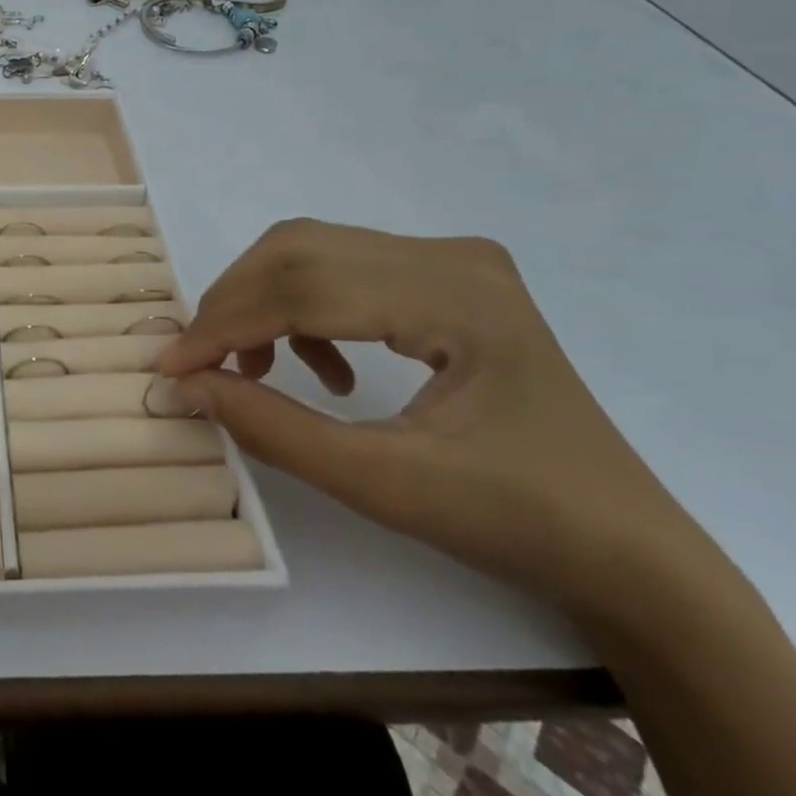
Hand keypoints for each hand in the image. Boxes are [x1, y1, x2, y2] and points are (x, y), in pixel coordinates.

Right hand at [160, 219, 724, 622]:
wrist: (623, 545)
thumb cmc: (517, 521)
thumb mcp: (383, 485)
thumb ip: (275, 429)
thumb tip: (188, 386)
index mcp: (457, 297)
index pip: (307, 286)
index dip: (227, 324)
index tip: (172, 366)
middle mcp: (452, 256)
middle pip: (303, 250)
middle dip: (235, 304)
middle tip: (200, 364)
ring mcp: (452, 261)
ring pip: (314, 252)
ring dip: (263, 304)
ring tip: (256, 372)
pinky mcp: (445, 278)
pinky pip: (343, 270)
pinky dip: (303, 310)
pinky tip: (320, 369)